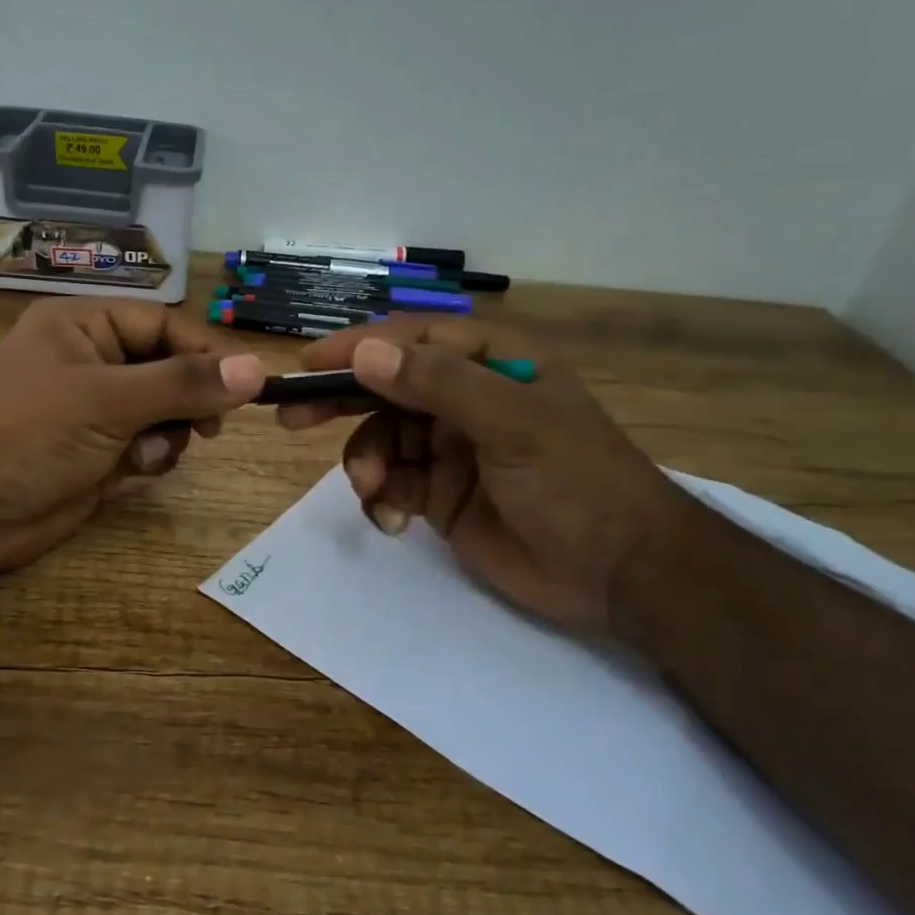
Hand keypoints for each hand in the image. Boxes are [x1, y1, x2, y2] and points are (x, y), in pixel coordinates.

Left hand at [0, 297, 264, 578]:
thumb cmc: (29, 431)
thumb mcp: (109, 398)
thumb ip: (184, 384)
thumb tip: (256, 370)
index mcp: (86, 327)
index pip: (165, 326)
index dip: (207, 354)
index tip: (247, 386)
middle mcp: (91, 362)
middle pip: (169, 371)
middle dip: (187, 401)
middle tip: (206, 429)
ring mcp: (93, 412)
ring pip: (163, 415)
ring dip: (167, 435)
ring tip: (145, 455)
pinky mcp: (94, 456)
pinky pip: (144, 448)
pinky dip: (147, 460)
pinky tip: (130, 473)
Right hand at [279, 318, 697, 635]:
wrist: (622, 574)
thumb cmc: (577, 481)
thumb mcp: (512, 423)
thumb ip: (437, 385)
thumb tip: (364, 354)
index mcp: (491, 363)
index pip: (413, 339)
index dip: (359, 347)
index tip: (308, 365)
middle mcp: (466, 398)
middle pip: (387, 387)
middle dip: (342, 402)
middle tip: (292, 417)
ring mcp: (451, 448)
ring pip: (382, 439)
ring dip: (366, 462)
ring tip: (372, 489)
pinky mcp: (441, 495)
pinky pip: (392, 484)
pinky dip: (381, 499)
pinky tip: (392, 521)